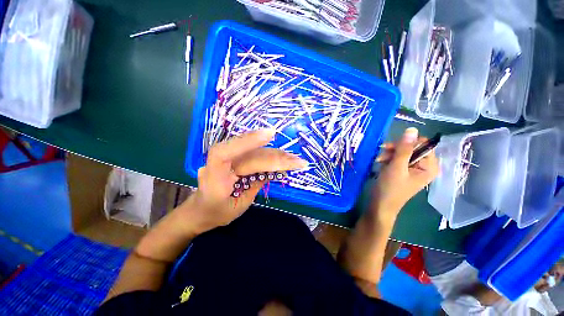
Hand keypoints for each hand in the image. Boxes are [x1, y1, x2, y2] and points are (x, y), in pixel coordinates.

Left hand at [181, 129, 308, 232]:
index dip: (247, 141)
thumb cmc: (217, 212)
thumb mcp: (238, 206)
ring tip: (294, 160)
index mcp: (214, 177)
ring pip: (255, 152)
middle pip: (250, 154)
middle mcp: (220, 162)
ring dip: (277, 155)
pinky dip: (271, 156)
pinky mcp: (237, 157)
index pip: (225, 153)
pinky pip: (255, 154)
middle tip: (297, 161)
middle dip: (276, 157)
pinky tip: (283, 158)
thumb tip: (273, 170)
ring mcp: (229, 158)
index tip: (270, 134)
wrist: (201, 209)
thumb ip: (255, 185)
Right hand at [373, 128, 439, 215]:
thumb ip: (404, 149)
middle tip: (383, 152)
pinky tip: (380, 163)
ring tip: (379, 160)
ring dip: (389, 154)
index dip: (408, 143)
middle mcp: (423, 166)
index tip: (392, 146)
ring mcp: (411, 168)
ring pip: (401, 152)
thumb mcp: (396, 167)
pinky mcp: (401, 170)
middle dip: (395, 149)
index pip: (424, 145)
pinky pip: (396, 158)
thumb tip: (412, 129)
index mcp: (429, 166)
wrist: (380, 204)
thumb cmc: (390, 188)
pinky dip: (387, 159)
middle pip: (411, 147)